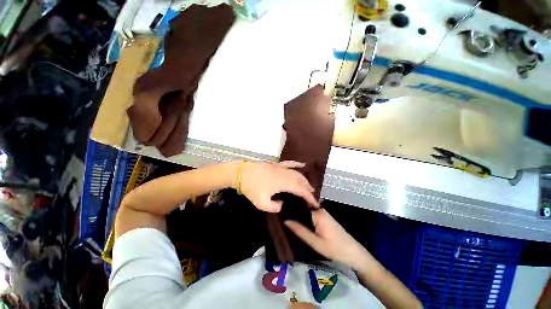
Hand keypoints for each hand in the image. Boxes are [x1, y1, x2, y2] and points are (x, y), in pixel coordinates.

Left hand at [237, 161, 319, 212]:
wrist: (241, 173)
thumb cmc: (251, 188)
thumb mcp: (261, 203)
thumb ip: (274, 207)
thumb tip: (282, 204)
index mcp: (283, 183)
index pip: (301, 190)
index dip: (309, 197)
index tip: (315, 203)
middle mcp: (285, 174)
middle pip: (301, 181)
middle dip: (308, 188)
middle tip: (312, 196)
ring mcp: (281, 167)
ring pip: (297, 173)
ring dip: (304, 179)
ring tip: (309, 186)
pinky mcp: (277, 164)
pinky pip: (289, 163)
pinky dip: (297, 164)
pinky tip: (302, 165)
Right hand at [284, 208, 367, 267]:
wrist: (354, 253)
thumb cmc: (334, 248)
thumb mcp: (314, 242)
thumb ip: (299, 230)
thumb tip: (285, 220)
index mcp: (317, 212)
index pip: (300, 204)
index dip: (289, 205)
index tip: (279, 207)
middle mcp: (320, 209)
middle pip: (303, 205)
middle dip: (293, 208)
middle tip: (280, 211)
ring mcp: (323, 212)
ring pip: (307, 209)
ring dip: (298, 212)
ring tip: (285, 213)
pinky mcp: (325, 217)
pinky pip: (311, 213)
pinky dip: (304, 215)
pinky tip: (297, 218)